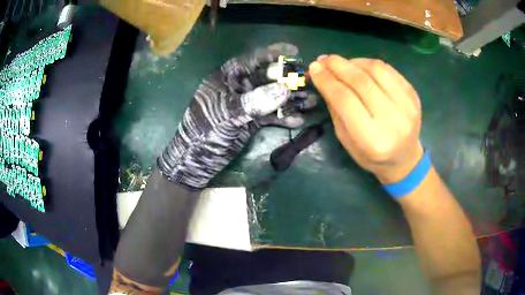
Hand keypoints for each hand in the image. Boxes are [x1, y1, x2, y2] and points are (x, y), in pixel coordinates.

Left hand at [158, 43, 316, 188]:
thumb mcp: (226, 113)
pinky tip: (299, 120)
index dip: (273, 53)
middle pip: (268, 78)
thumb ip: (254, 101)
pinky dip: (284, 117)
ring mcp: (247, 104)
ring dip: (291, 100)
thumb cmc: (204, 130)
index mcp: (228, 77)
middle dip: (288, 79)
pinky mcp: (252, 120)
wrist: (197, 159)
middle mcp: (239, 87)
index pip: (252, 59)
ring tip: (312, 101)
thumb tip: (284, 90)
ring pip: (273, 97)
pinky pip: (271, 115)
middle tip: (308, 81)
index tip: (294, 50)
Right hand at [309, 55, 422, 183]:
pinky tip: (360, 66)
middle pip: (361, 82)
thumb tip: (322, 76)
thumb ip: (335, 108)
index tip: (313, 68)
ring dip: (354, 61)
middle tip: (323, 59)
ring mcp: (407, 106)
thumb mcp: (346, 139)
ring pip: (376, 70)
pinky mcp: (413, 95)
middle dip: (338, 66)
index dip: (327, 80)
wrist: (404, 158)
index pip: (345, 100)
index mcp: (373, 140)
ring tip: (341, 63)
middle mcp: (393, 121)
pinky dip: (370, 64)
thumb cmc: (371, 155)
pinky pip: (388, 69)